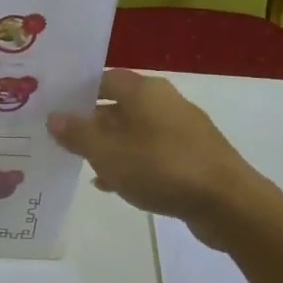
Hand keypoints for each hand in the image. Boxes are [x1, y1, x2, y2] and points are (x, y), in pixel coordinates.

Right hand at [47, 69, 276, 244]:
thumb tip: (54, 117)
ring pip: (135, 132)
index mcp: (145, 91)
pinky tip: (115, 184)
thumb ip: (78, 134)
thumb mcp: (108, 152)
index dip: (78, 93)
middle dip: (91, 123)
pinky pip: (152, 153)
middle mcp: (165, 102)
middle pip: (119, 105)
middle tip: (62, 140)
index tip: (55, 109)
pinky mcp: (193, 156)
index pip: (104, 79)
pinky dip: (132, 163)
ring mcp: (182, 130)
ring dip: (110, 146)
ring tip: (83, 164)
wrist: (227, 203)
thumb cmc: (161, 167)